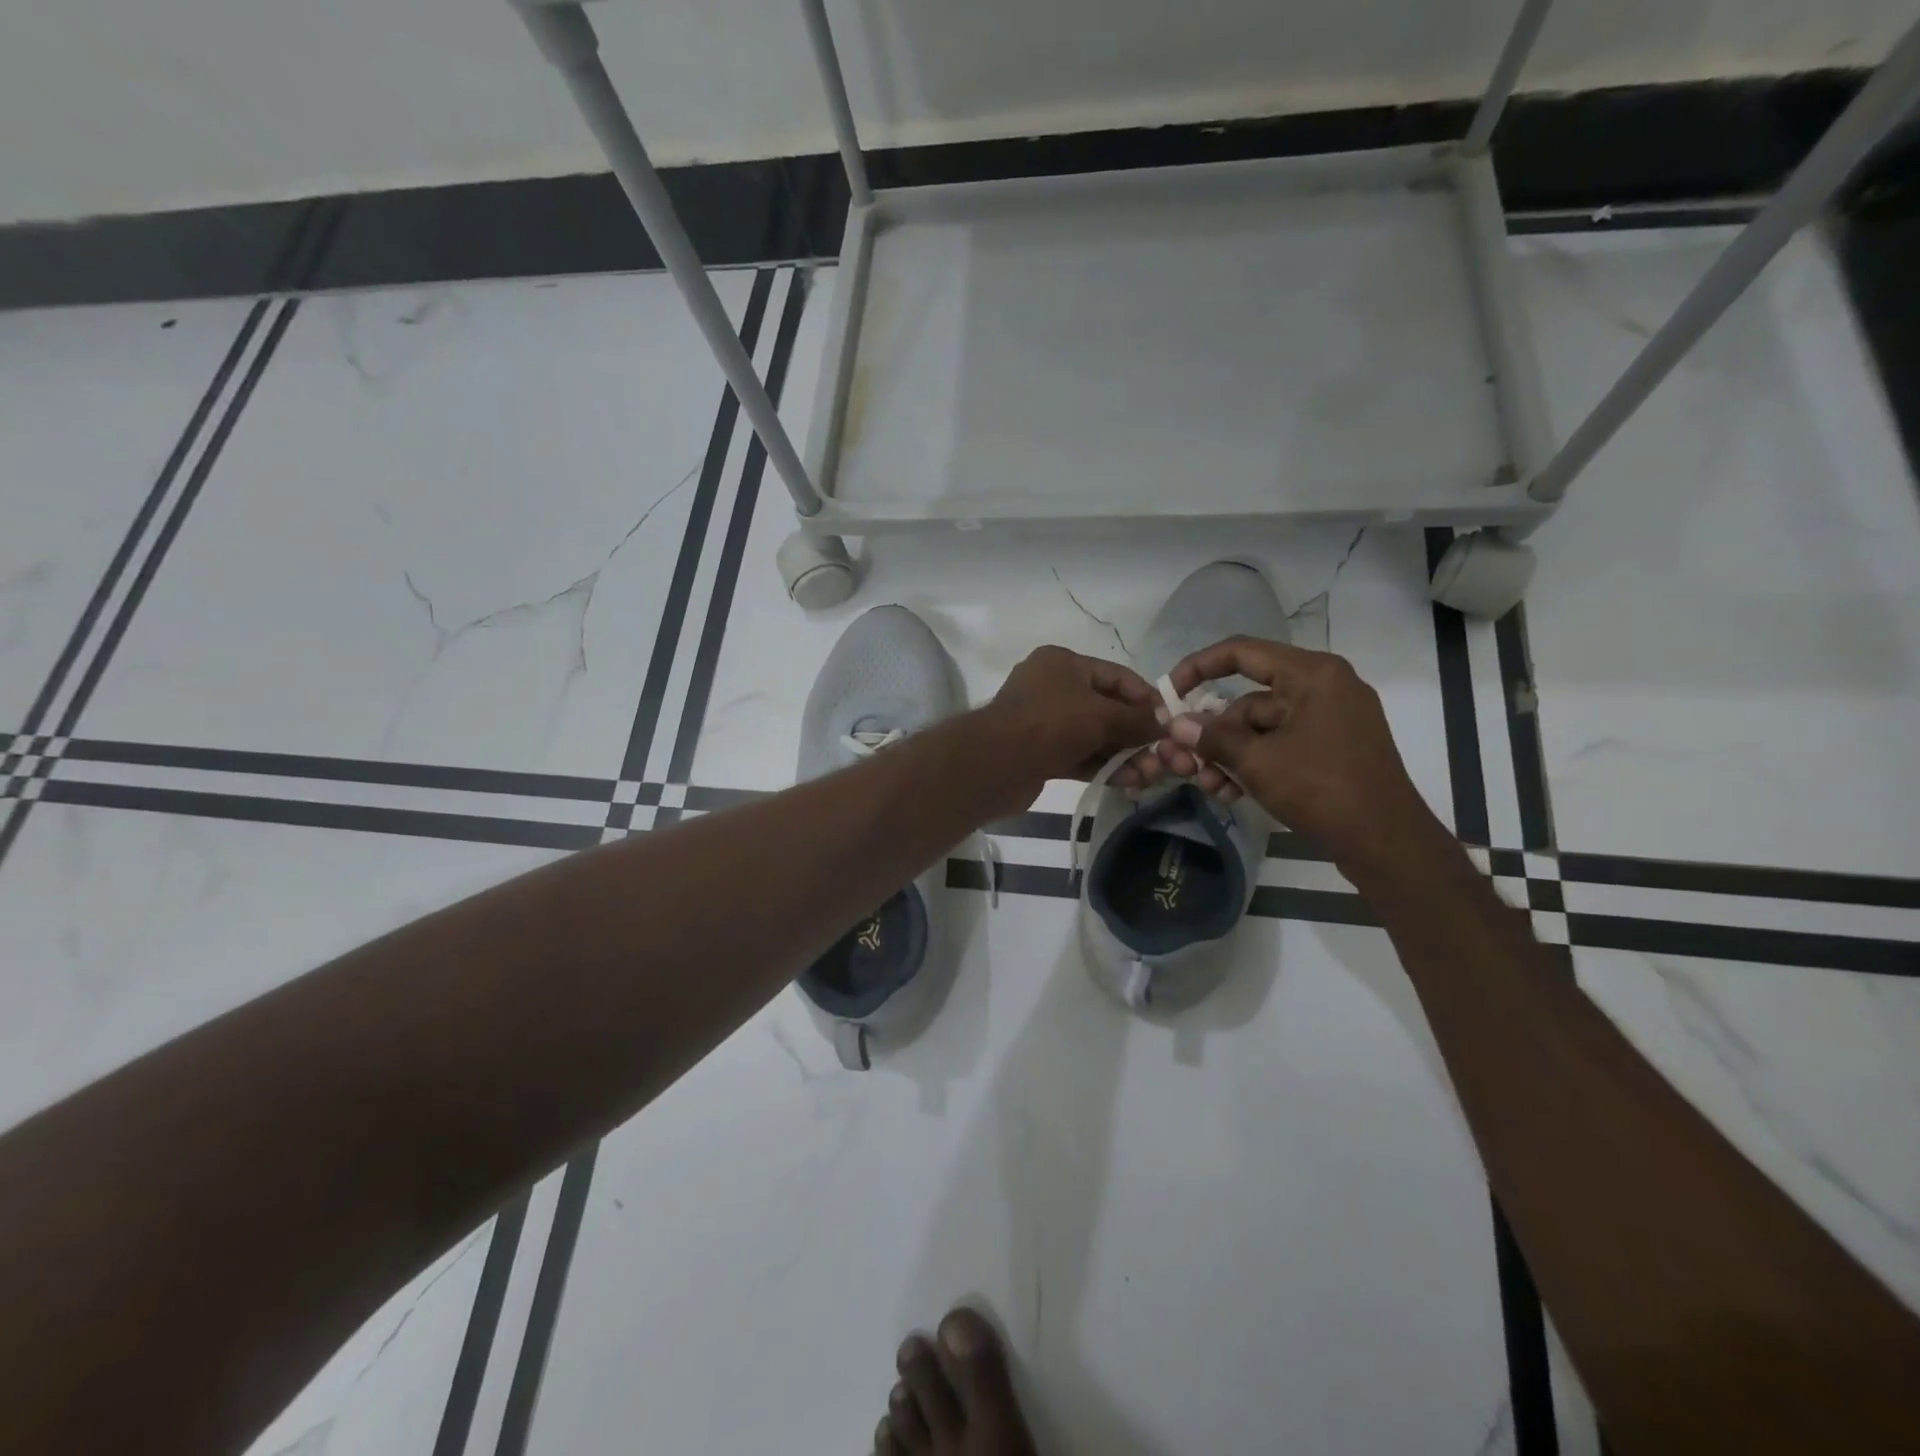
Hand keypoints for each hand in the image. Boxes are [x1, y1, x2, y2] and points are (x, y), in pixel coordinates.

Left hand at [980, 646, 1161, 807]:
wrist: (994, 764)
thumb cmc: (1049, 725)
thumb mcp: (1100, 715)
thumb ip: (1136, 720)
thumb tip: (1163, 725)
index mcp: (1063, 663)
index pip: (1116, 676)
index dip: (1146, 698)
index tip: (1171, 722)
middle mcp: (1052, 687)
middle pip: (1106, 708)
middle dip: (1136, 734)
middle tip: (1162, 758)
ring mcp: (1044, 722)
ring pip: (1094, 736)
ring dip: (1123, 755)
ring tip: (1149, 776)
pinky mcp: (1041, 753)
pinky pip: (1080, 756)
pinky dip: (1103, 767)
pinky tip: (1127, 783)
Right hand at [1152, 637, 1442, 874]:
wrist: (1386, 842)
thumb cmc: (1322, 788)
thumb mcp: (1257, 761)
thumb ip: (1212, 737)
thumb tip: (1176, 724)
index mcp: (1312, 674)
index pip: (1241, 652)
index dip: (1198, 668)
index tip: (1169, 693)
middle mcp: (1323, 687)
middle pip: (1248, 700)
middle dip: (1213, 734)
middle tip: (1184, 763)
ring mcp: (1330, 720)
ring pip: (1261, 729)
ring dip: (1229, 756)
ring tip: (1209, 787)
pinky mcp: (1332, 749)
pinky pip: (1281, 746)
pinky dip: (1255, 765)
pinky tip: (1231, 793)